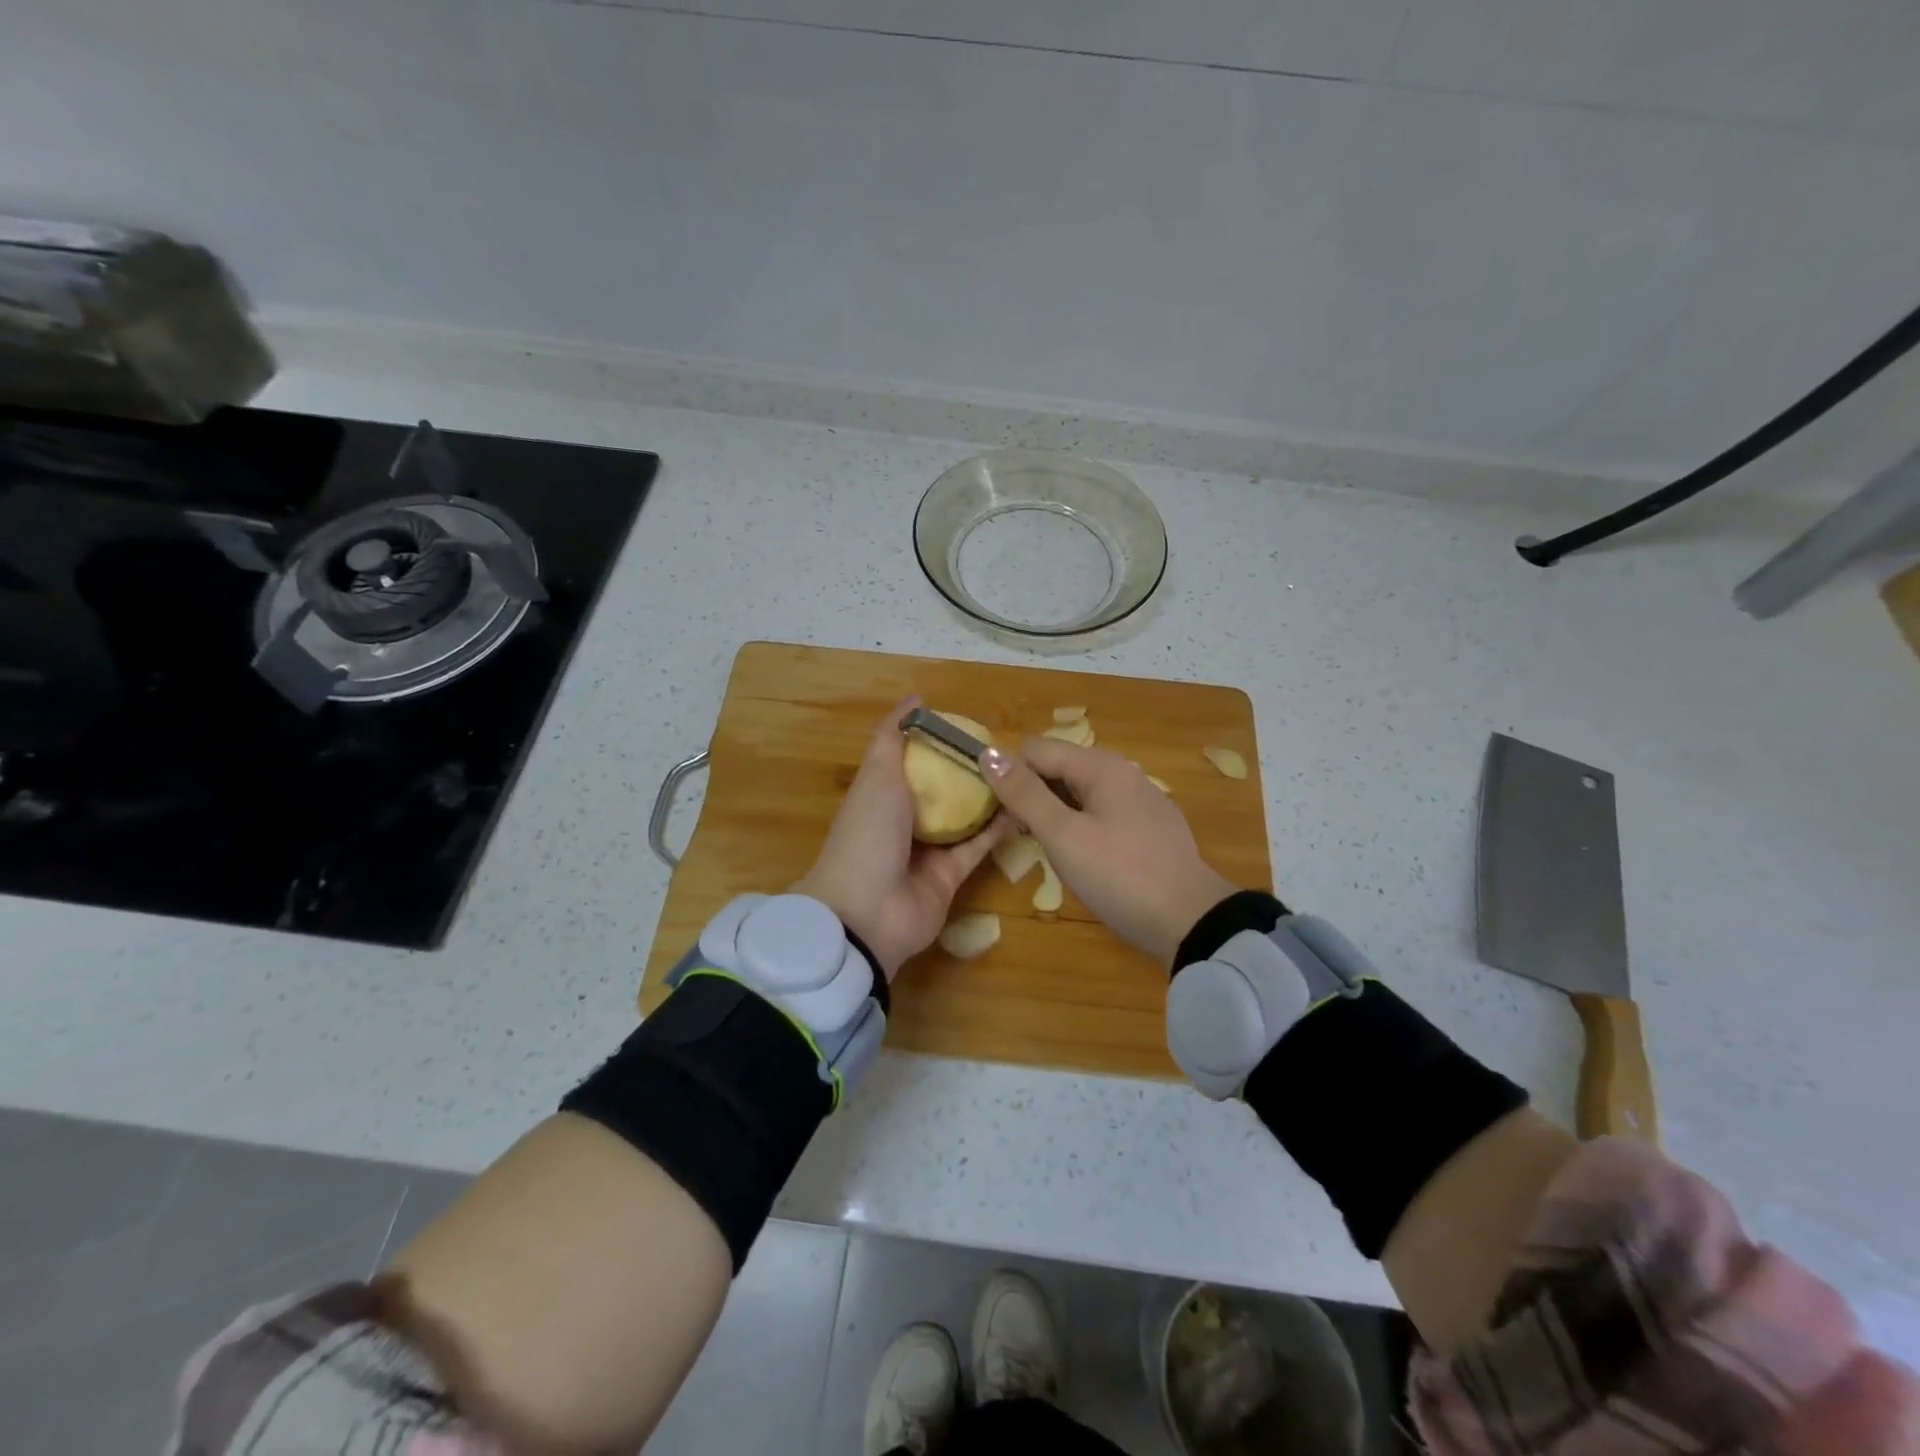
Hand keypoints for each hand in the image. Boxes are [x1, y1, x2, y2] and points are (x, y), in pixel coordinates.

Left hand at [792, 700, 1010, 979]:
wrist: (866, 914)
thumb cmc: (867, 833)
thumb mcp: (876, 775)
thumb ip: (892, 737)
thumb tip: (914, 699)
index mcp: (881, 795)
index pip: (911, 761)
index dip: (937, 742)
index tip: (970, 724)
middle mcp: (903, 821)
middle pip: (941, 790)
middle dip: (968, 770)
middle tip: (1005, 748)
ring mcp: (928, 851)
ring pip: (964, 818)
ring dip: (988, 798)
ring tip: (1021, 772)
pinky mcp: (951, 877)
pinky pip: (978, 847)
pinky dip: (999, 829)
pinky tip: (1024, 806)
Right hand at [981, 739, 1235, 966]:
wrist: (1191, 923)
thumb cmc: (1120, 876)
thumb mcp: (1063, 835)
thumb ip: (1024, 793)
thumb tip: (988, 753)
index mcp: (1100, 766)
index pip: (1035, 750)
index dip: (1010, 777)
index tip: (999, 817)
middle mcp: (1121, 773)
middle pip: (1057, 769)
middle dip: (1031, 796)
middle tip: (1020, 838)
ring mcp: (1138, 801)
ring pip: (1078, 794)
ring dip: (1053, 815)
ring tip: (1046, 852)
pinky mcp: (1147, 828)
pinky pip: (1100, 814)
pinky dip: (1080, 828)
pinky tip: (1081, 860)